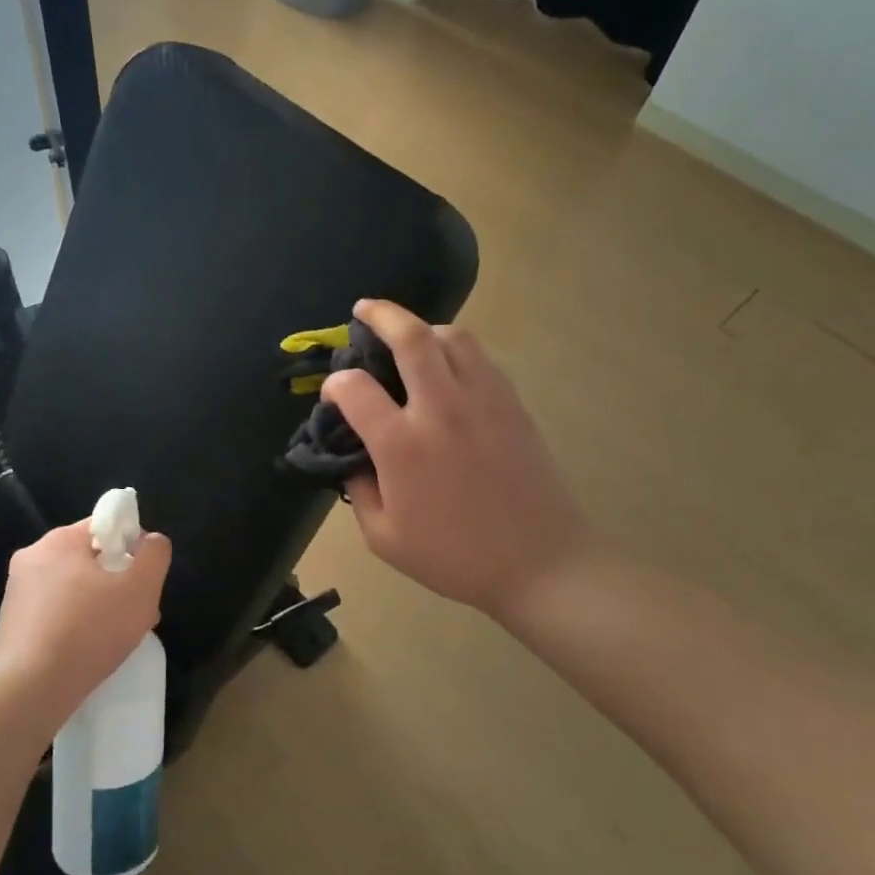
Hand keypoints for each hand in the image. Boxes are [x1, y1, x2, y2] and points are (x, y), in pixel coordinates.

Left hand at [0, 521, 171, 727]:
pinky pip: (52, 612)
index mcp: (60, 540)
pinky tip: (86, 651)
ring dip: (96, 604)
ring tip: (114, 637)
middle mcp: (32, 556)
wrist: (29, 690)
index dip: (132, 547)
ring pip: (71, 587)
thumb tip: (151, 540)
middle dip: (116, 581)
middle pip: (88, 558)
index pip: (105, 526)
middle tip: (135, 613)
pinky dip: (73, 624)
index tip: (143, 579)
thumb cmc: (89, 631)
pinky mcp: (9, 622)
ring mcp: (16, 590)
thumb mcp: (141, 589)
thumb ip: (155, 555)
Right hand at [323, 299, 586, 625]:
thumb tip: (353, 457)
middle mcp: (440, 409)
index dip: (334, 385)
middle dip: (380, 314)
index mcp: (402, 445)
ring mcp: (482, 401)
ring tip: (410, 336)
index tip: (333, 396)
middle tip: (364, 310)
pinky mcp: (512, 404)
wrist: (540, 563)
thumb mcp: (385, 538)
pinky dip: (455, 349)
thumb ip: (358, 491)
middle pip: (410, 337)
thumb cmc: (455, 557)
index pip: (354, 389)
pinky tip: (447, 367)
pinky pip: (480, 358)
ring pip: (452, 337)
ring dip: (423, 327)